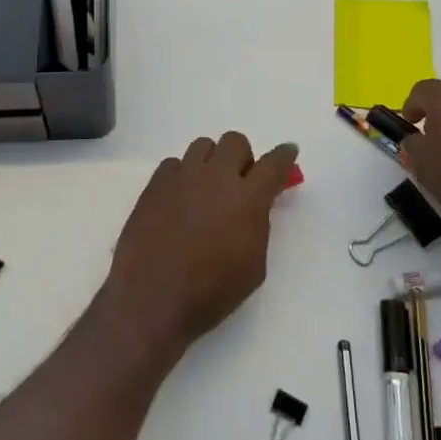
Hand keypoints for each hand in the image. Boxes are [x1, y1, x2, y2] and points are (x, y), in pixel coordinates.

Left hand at [102, 132, 298, 357]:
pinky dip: (182, 176)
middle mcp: (216, 177)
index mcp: (247, 199)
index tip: (288, 151)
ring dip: (211, 162)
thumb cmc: (210, 293)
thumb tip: (254, 206)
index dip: (284, 155)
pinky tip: (178, 200)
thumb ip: (258, 226)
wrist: (152, 298)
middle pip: (235, 141)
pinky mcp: (155, 183)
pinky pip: (174, 164)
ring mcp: (182, 176)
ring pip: (203, 145)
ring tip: (206, 189)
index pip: (273, 163)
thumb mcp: (253, 267)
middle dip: (242, 158)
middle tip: (239, 182)